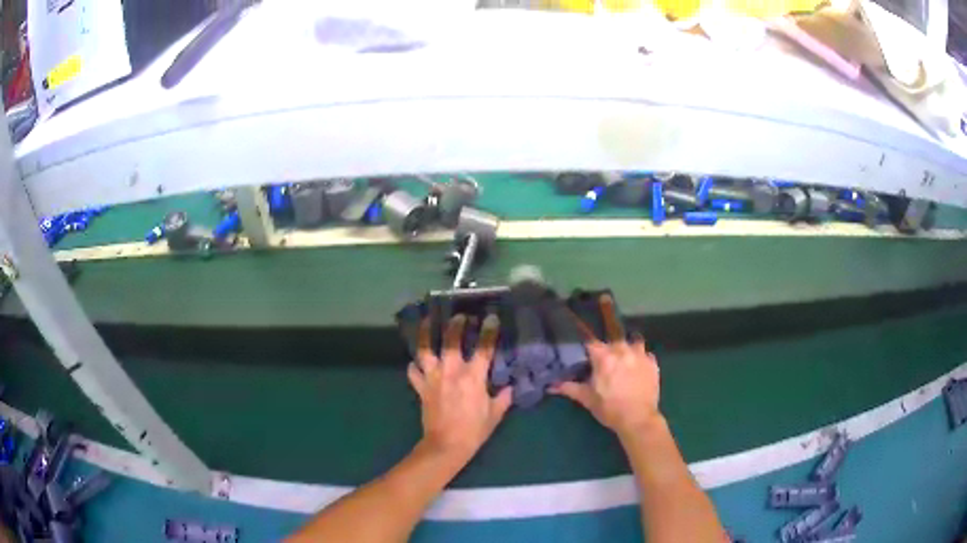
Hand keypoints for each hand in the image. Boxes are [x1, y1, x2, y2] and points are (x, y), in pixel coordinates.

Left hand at [407, 314, 512, 461]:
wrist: (446, 446)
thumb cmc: (474, 430)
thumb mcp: (495, 414)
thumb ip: (503, 397)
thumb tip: (509, 387)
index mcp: (473, 376)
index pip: (484, 347)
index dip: (489, 330)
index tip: (490, 318)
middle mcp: (451, 371)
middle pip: (451, 340)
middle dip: (456, 325)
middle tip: (460, 317)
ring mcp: (433, 378)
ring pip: (425, 349)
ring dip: (426, 334)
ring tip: (428, 322)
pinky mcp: (420, 388)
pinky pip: (413, 372)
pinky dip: (414, 365)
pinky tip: (416, 362)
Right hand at [551, 294, 661, 438]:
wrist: (638, 419)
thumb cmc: (609, 408)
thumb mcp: (587, 399)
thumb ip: (570, 388)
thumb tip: (550, 386)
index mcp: (604, 356)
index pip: (591, 342)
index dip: (587, 344)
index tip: (584, 346)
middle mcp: (622, 349)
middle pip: (613, 340)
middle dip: (608, 347)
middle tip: (606, 362)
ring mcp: (640, 354)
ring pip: (633, 342)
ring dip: (628, 348)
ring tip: (625, 359)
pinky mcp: (653, 363)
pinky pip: (646, 354)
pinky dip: (641, 359)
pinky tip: (638, 368)